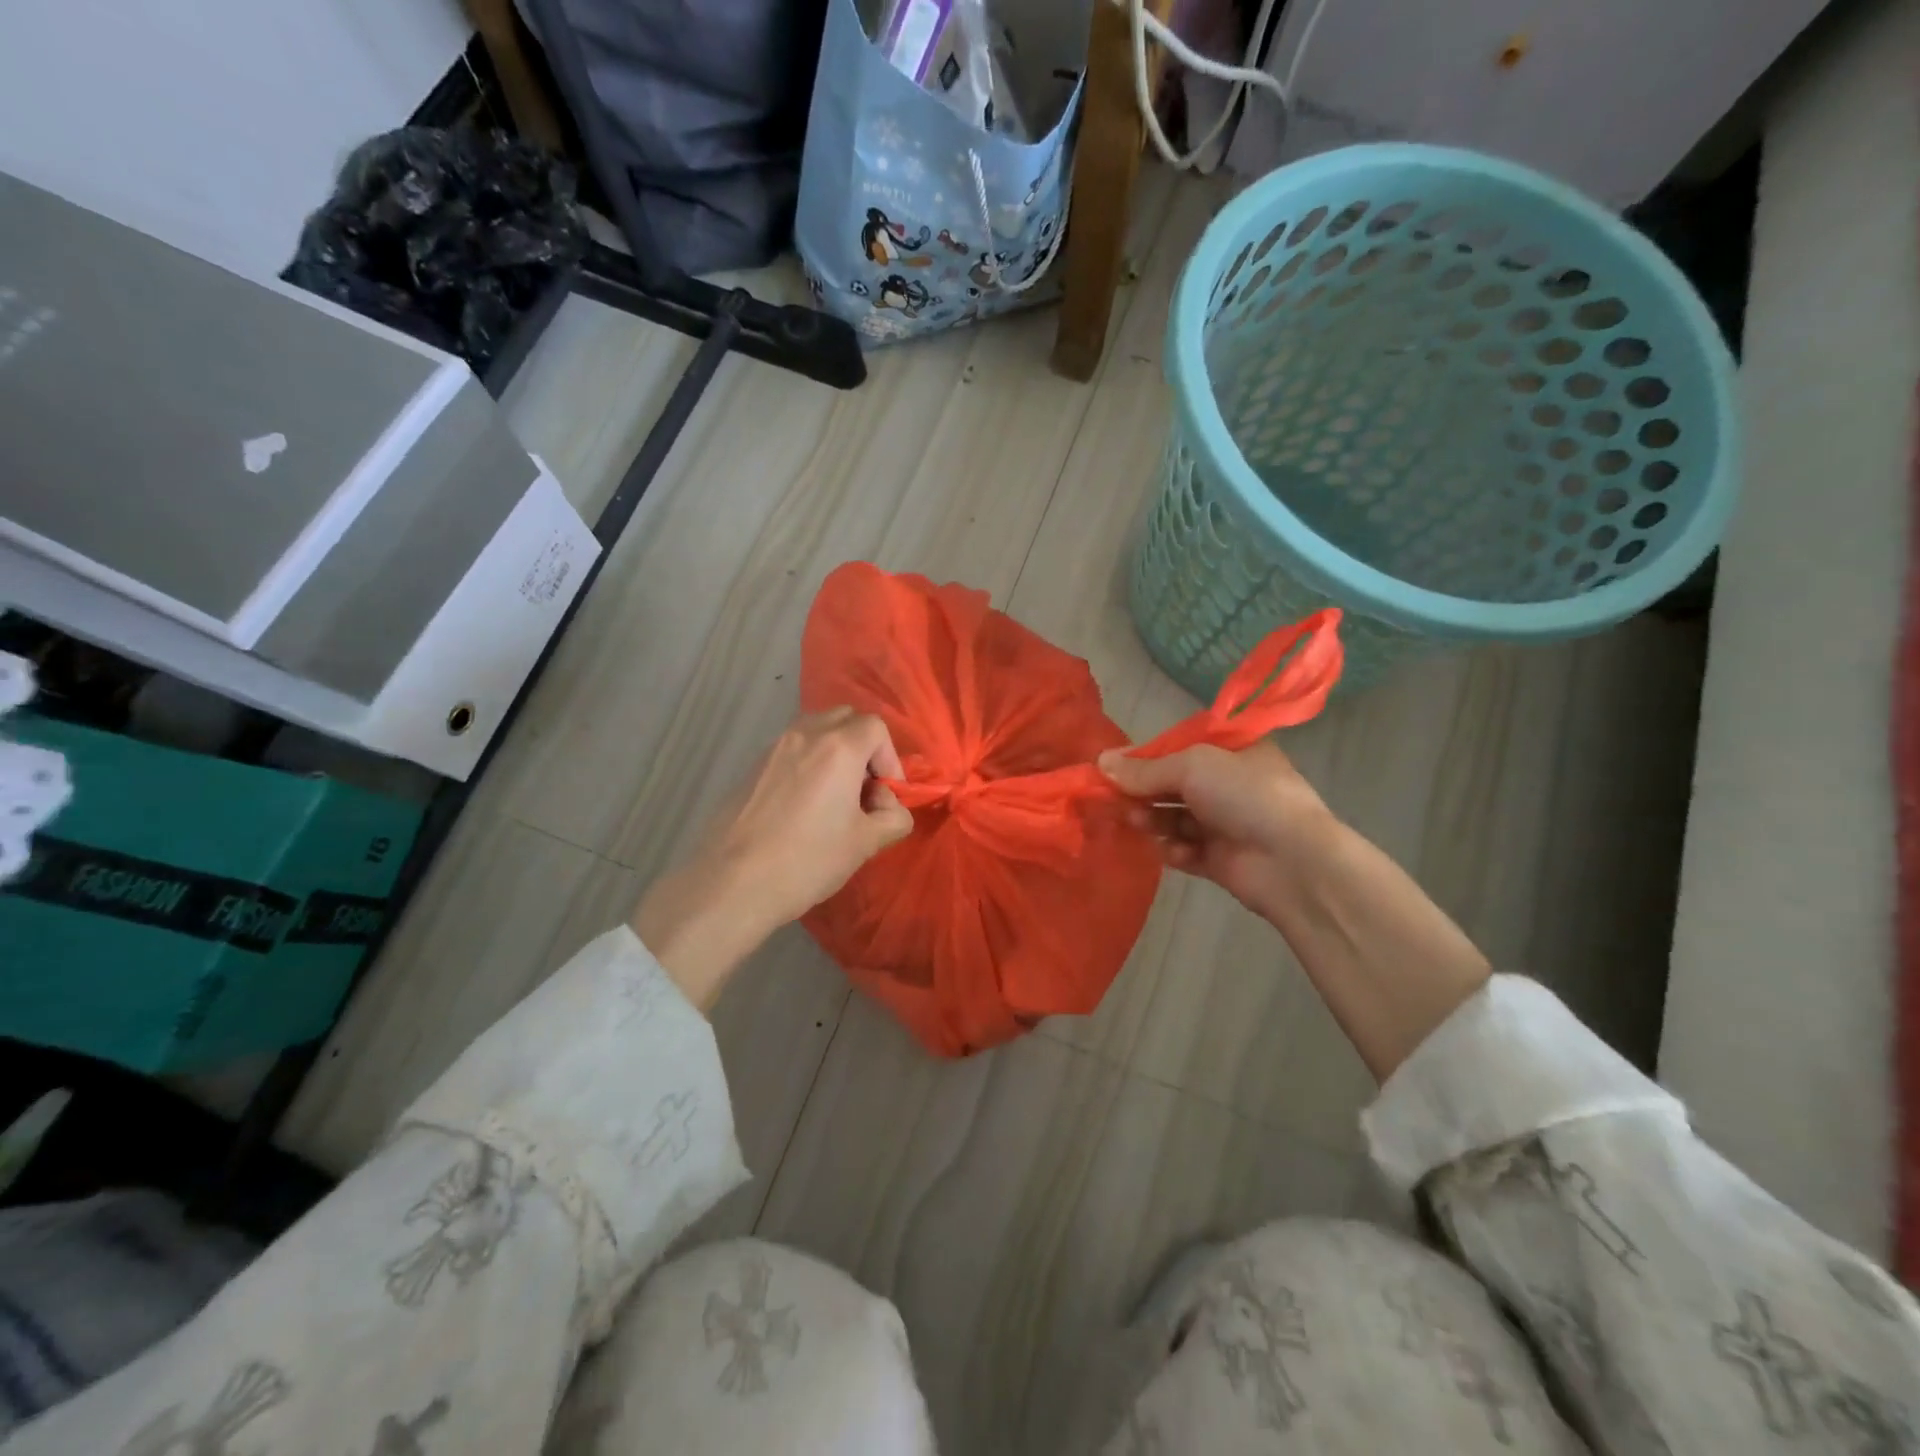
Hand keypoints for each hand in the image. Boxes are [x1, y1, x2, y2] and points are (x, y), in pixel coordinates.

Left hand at [632, 709, 913, 1011]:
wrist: (732, 883)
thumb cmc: (807, 861)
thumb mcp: (865, 844)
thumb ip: (893, 817)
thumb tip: (889, 807)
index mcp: (838, 747)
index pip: (876, 728)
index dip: (890, 759)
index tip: (886, 795)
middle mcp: (805, 735)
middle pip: (845, 718)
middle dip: (864, 747)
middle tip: (864, 789)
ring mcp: (773, 748)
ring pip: (816, 730)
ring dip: (835, 752)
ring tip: (835, 797)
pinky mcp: (752, 767)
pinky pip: (791, 749)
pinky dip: (808, 763)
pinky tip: (804, 806)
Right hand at [1097, 740, 1335, 922]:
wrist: (1293, 862)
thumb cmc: (1245, 795)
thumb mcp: (1192, 766)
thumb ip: (1144, 769)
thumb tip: (1100, 762)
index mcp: (1234, 751)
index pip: (1180, 747)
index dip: (1146, 756)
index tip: (1112, 766)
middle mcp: (1231, 784)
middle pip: (1173, 783)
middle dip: (1144, 790)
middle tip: (1114, 798)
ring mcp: (1227, 823)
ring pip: (1175, 817)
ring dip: (1154, 818)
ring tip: (1140, 822)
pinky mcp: (1221, 859)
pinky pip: (1185, 850)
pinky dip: (1175, 850)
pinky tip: (1174, 851)